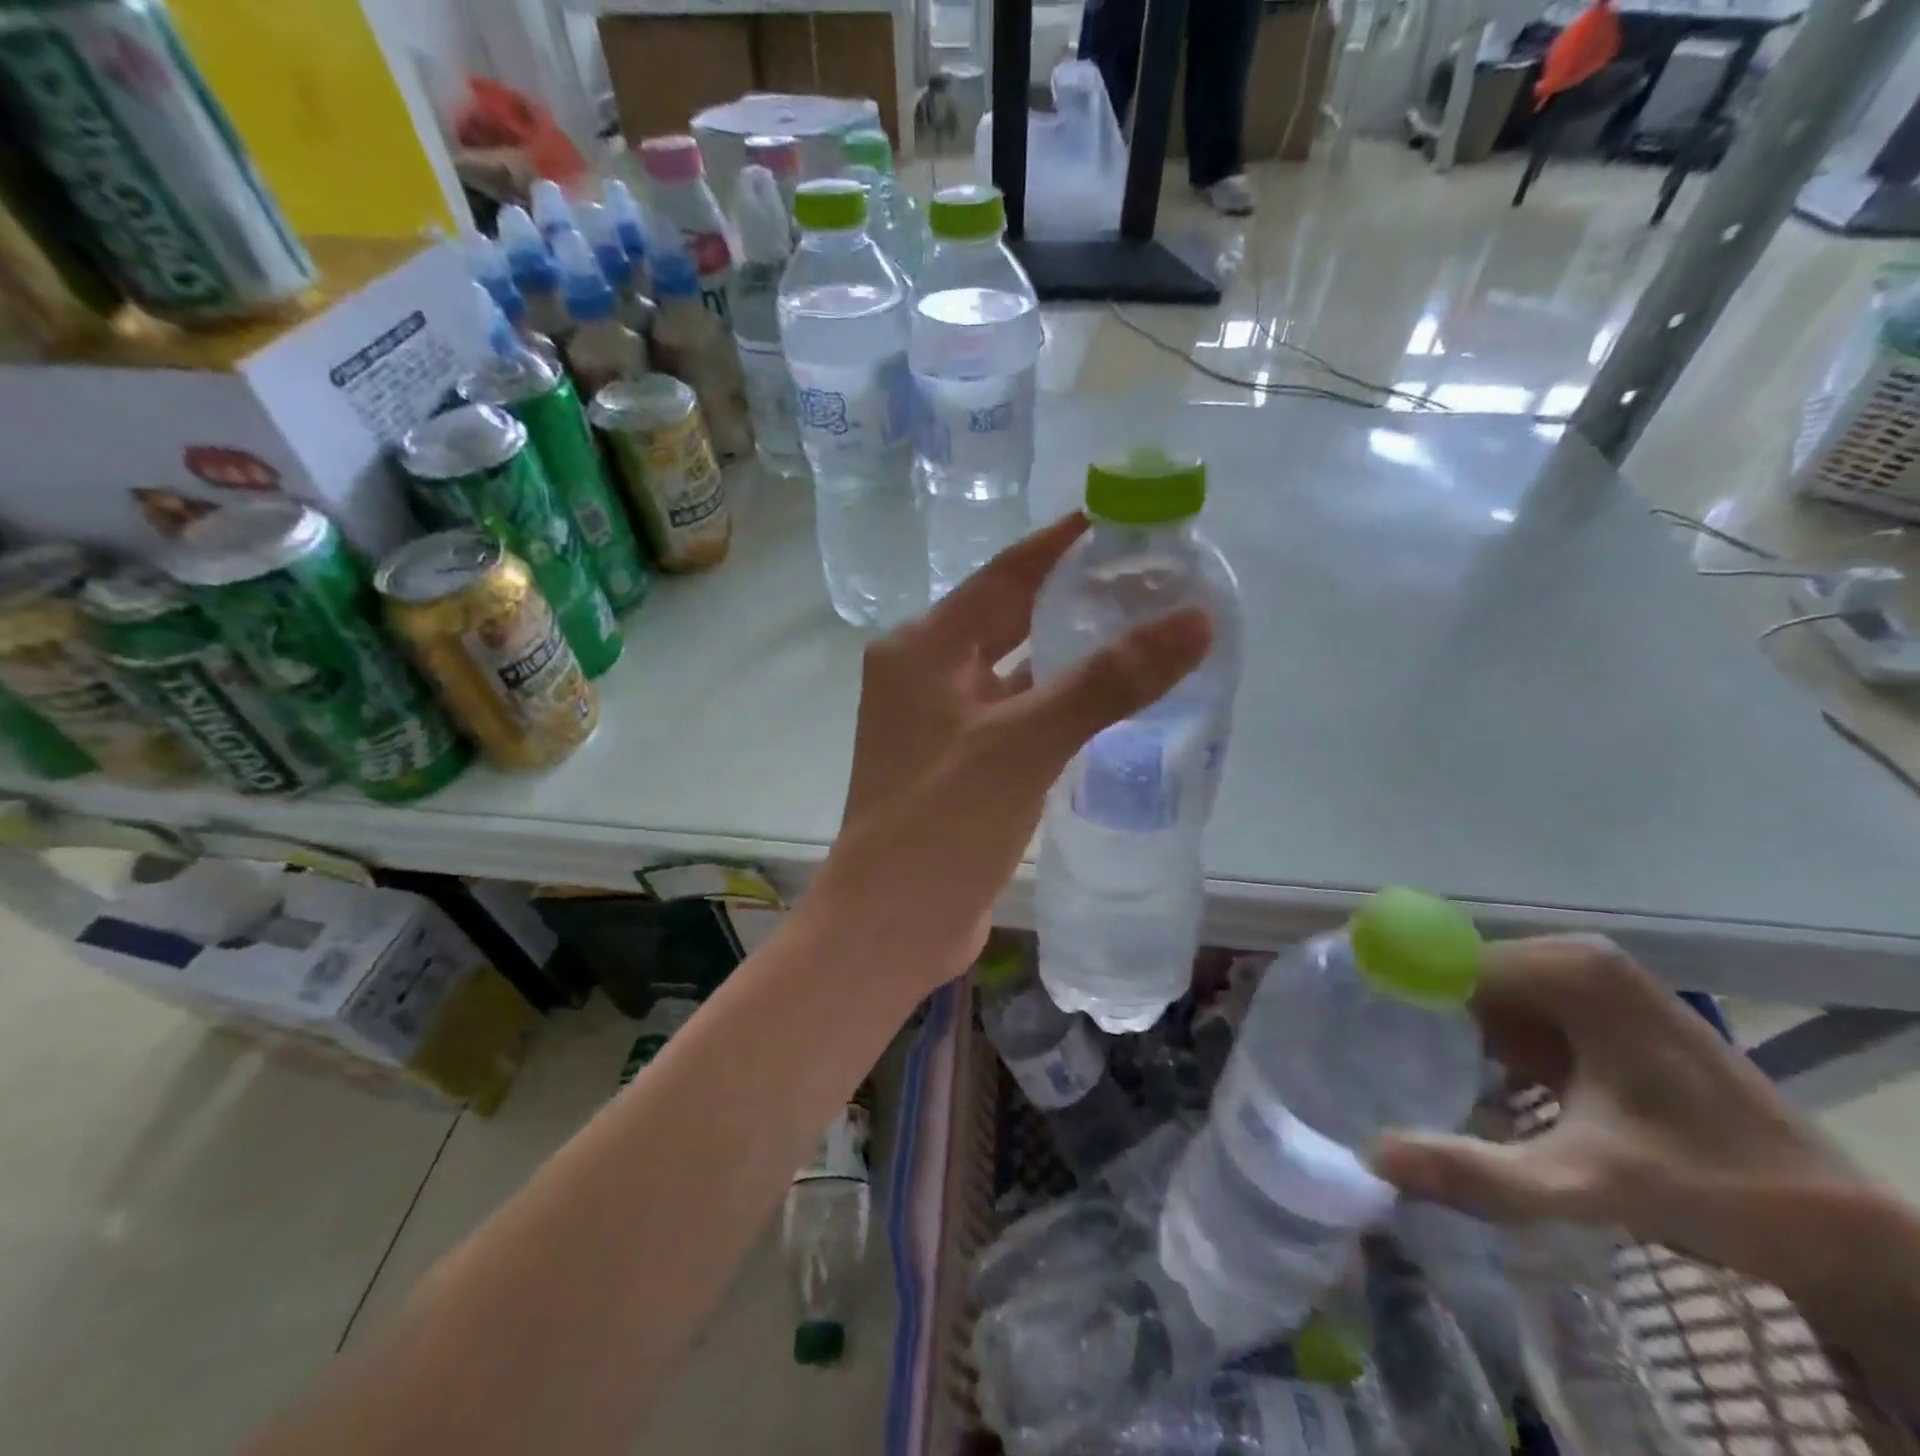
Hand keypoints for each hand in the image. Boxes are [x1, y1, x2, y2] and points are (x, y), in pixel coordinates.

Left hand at [812, 514, 1212, 994]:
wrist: (892, 925)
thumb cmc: (943, 822)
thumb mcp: (1025, 743)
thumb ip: (1108, 681)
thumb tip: (1194, 619)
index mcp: (922, 648)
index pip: (1004, 575)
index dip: (1061, 544)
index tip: (1120, 519)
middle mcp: (925, 674)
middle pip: (1009, 618)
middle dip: (1072, 597)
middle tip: (1146, 577)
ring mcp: (941, 723)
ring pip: (1017, 671)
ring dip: (1070, 654)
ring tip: (1143, 629)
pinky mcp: (962, 765)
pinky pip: (1018, 716)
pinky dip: (1059, 705)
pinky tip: (1110, 700)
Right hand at [1373, 937, 1856, 1286]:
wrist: (1844, 1228)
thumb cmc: (1724, 1190)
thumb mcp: (1596, 1186)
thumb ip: (1484, 1173)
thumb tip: (1371, 1155)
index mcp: (1567, 971)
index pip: (1439, 961)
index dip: (1382, 987)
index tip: (1328, 1017)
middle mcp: (1571, 959)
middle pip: (1453, 977)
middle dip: (1405, 1016)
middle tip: (1353, 1059)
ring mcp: (1584, 984)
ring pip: (1475, 998)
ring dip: (1435, 1033)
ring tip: (1384, 1070)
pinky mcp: (1591, 1014)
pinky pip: (1505, 1017)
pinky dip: (1473, 1048)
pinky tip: (1454, 1085)